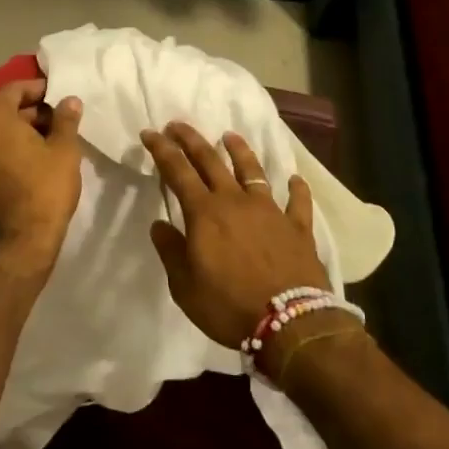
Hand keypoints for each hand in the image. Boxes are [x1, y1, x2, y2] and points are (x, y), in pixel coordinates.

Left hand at [0, 79, 83, 274]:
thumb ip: (65, 119)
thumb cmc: (44, 189)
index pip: (12, 89)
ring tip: (42, 146)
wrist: (17, 245)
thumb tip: (69, 100)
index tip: (56, 97)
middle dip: (27, 113)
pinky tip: (23, 168)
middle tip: (54, 123)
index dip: (37, 90)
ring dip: (13, 135)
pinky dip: (1, 155)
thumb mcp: (64, 151)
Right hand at [139, 122, 331, 349]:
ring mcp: (270, 210)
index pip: (178, 171)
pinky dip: (296, 188)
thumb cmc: (229, 306)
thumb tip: (159, 224)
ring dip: (240, 151)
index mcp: (204, 213)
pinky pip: (297, 201)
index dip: (162, 150)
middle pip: (211, 161)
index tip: (150, 132)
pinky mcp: (297, 227)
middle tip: (178, 125)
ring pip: (253, 171)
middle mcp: (236, 201)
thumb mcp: (185, 287)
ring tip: (230, 135)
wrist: (290, 323)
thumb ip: (171, 251)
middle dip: (192, 140)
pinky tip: (295, 179)